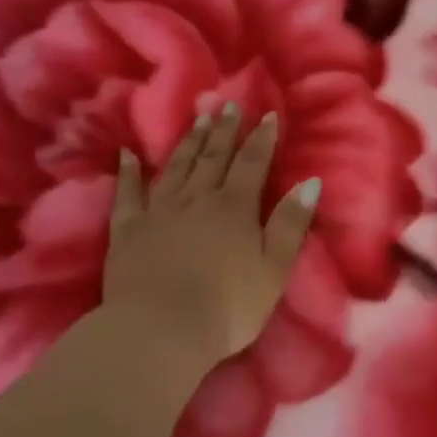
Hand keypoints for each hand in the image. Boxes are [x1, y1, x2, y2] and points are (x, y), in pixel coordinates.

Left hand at [102, 104, 320, 369]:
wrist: (160, 331)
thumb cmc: (228, 307)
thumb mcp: (274, 269)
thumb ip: (291, 224)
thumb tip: (310, 182)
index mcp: (235, 208)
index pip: (252, 163)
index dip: (262, 138)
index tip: (268, 114)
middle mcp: (196, 199)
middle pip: (213, 158)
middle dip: (224, 131)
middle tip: (228, 105)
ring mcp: (158, 212)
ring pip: (176, 168)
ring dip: (189, 142)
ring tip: (197, 118)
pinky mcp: (127, 231)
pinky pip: (127, 195)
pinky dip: (127, 173)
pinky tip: (126, 154)